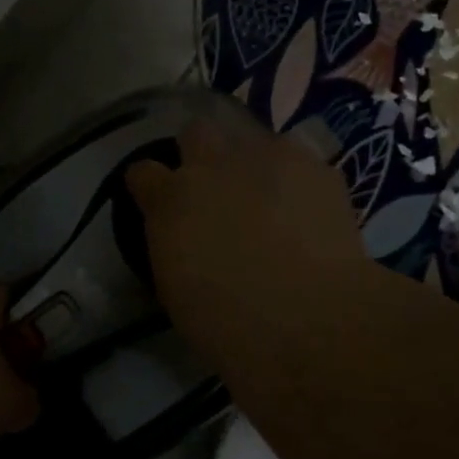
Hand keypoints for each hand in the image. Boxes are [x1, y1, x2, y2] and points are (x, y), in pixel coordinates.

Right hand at [125, 116, 370, 376]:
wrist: (311, 321)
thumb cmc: (229, 325)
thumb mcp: (176, 290)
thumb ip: (173, 247)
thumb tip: (184, 238)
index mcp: (171, 200)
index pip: (143, 172)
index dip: (151, 186)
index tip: (158, 203)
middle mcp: (212, 165)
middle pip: (196, 133)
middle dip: (201, 154)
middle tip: (217, 190)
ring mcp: (267, 157)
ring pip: (252, 138)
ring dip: (254, 163)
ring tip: (272, 198)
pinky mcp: (314, 166)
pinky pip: (299, 159)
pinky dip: (299, 180)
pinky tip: (309, 210)